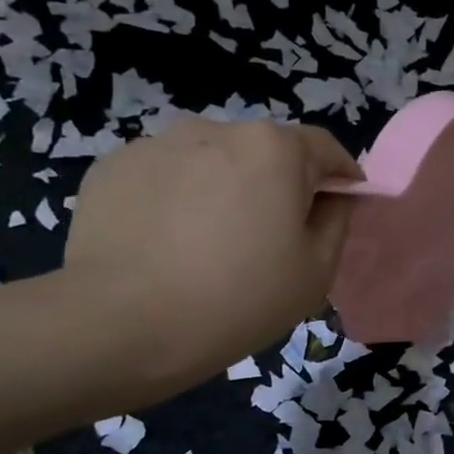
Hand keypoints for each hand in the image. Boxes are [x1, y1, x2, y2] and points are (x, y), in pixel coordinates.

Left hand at [61, 116, 360, 394]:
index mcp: (274, 148)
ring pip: (211, 162)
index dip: (340, 177)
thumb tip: (333, 196)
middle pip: (264, 152)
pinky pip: (165, 178)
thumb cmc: (240, 298)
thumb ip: (336, 220)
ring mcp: (158, 143)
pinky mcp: (113, 167)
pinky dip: (176, 200)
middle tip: (269, 238)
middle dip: (277, 184)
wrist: (125, 324)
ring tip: (209, 243)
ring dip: (223, 189)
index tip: (339, 207)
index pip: (325, 148)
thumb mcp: (316, 271)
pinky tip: (167, 245)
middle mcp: (217, 129)